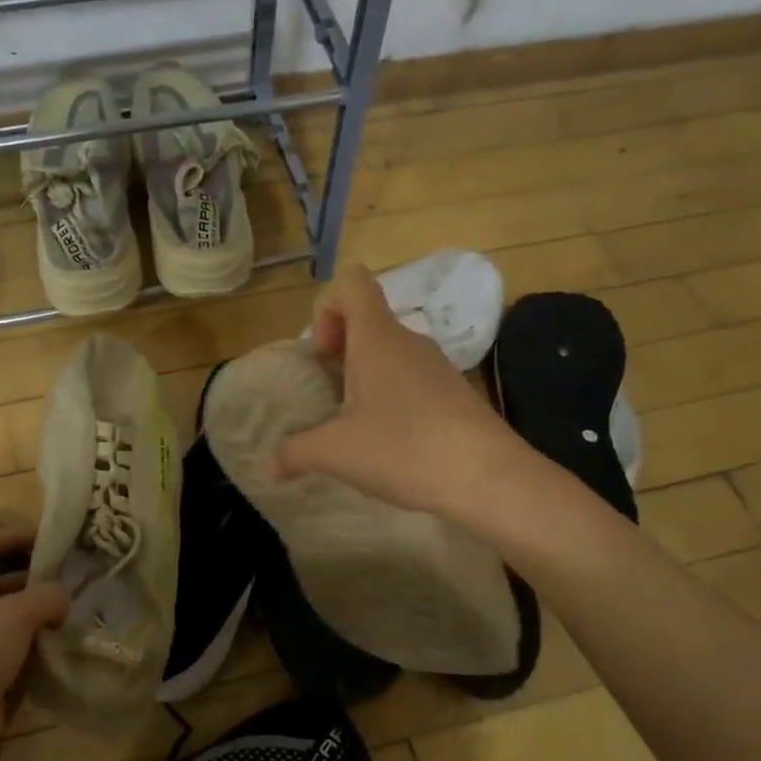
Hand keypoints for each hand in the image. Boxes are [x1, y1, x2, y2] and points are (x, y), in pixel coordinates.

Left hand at [0, 525, 68, 760]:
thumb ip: (46, 596)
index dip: (12, 535)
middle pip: (1, 583)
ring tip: (76, 612)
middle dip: (35, 580)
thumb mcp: (15, 615)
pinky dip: (37, 647)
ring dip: (41, 615)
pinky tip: (64, 647)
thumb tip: (62, 600)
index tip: (47, 539)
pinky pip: (15, 651)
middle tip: (73, 580)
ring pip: (11, 619)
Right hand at [276, 265, 521, 516]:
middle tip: (328, 395)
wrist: (488, 477)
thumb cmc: (404, 448)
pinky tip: (389, 441)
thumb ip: (296, 452)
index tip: (322, 356)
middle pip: (367, 320)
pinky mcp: (454, 393)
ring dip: (364, 377)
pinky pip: (411, 379)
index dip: (326, 308)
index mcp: (377, 338)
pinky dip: (392, 398)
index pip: (352, 283)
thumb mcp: (336, 453)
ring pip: (389, 353)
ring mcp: (436, 366)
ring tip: (354, 424)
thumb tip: (272, 463)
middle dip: (339, 351)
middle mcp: (408, 341)